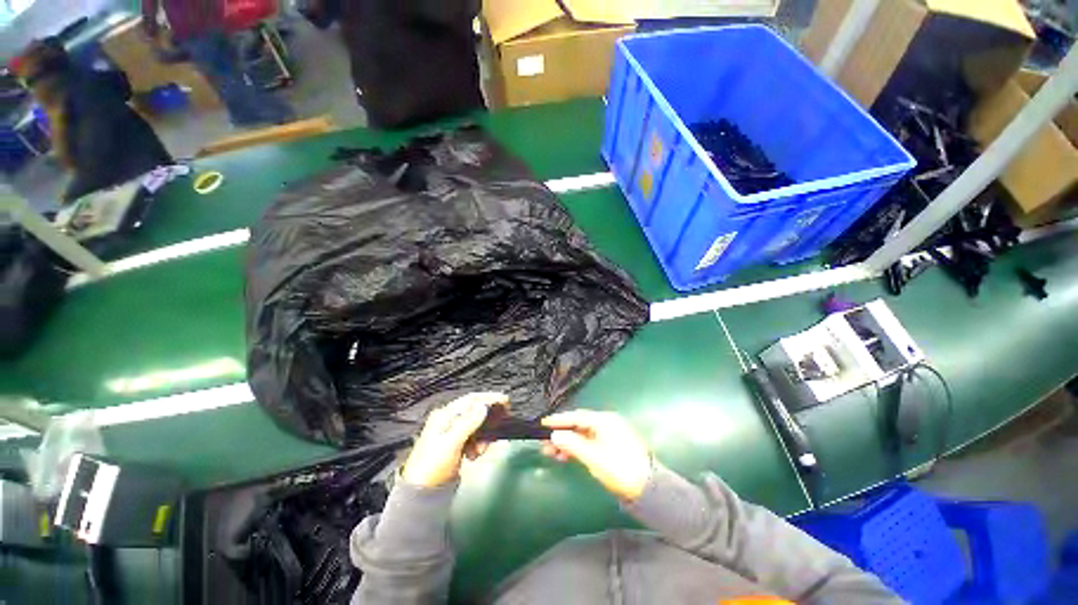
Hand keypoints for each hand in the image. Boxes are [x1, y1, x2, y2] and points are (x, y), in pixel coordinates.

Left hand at [401, 392, 507, 487]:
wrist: (421, 494)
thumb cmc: (434, 465)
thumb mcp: (452, 443)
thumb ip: (468, 423)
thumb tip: (484, 405)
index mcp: (445, 415)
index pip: (471, 400)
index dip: (489, 398)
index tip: (506, 401)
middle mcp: (448, 420)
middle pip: (474, 411)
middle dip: (488, 419)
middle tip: (502, 423)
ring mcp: (451, 432)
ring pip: (476, 425)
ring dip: (483, 435)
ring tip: (481, 449)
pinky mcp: (455, 444)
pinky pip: (473, 437)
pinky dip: (478, 444)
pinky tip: (474, 455)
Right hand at [541, 410, 652, 500]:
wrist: (647, 490)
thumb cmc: (619, 469)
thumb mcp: (593, 457)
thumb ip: (572, 444)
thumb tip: (554, 436)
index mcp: (604, 421)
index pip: (577, 417)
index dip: (559, 421)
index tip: (543, 424)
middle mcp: (606, 424)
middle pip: (578, 425)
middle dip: (561, 433)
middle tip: (544, 441)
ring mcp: (609, 435)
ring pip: (582, 435)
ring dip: (567, 442)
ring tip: (551, 452)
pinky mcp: (610, 447)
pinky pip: (588, 443)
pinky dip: (576, 448)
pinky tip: (565, 456)